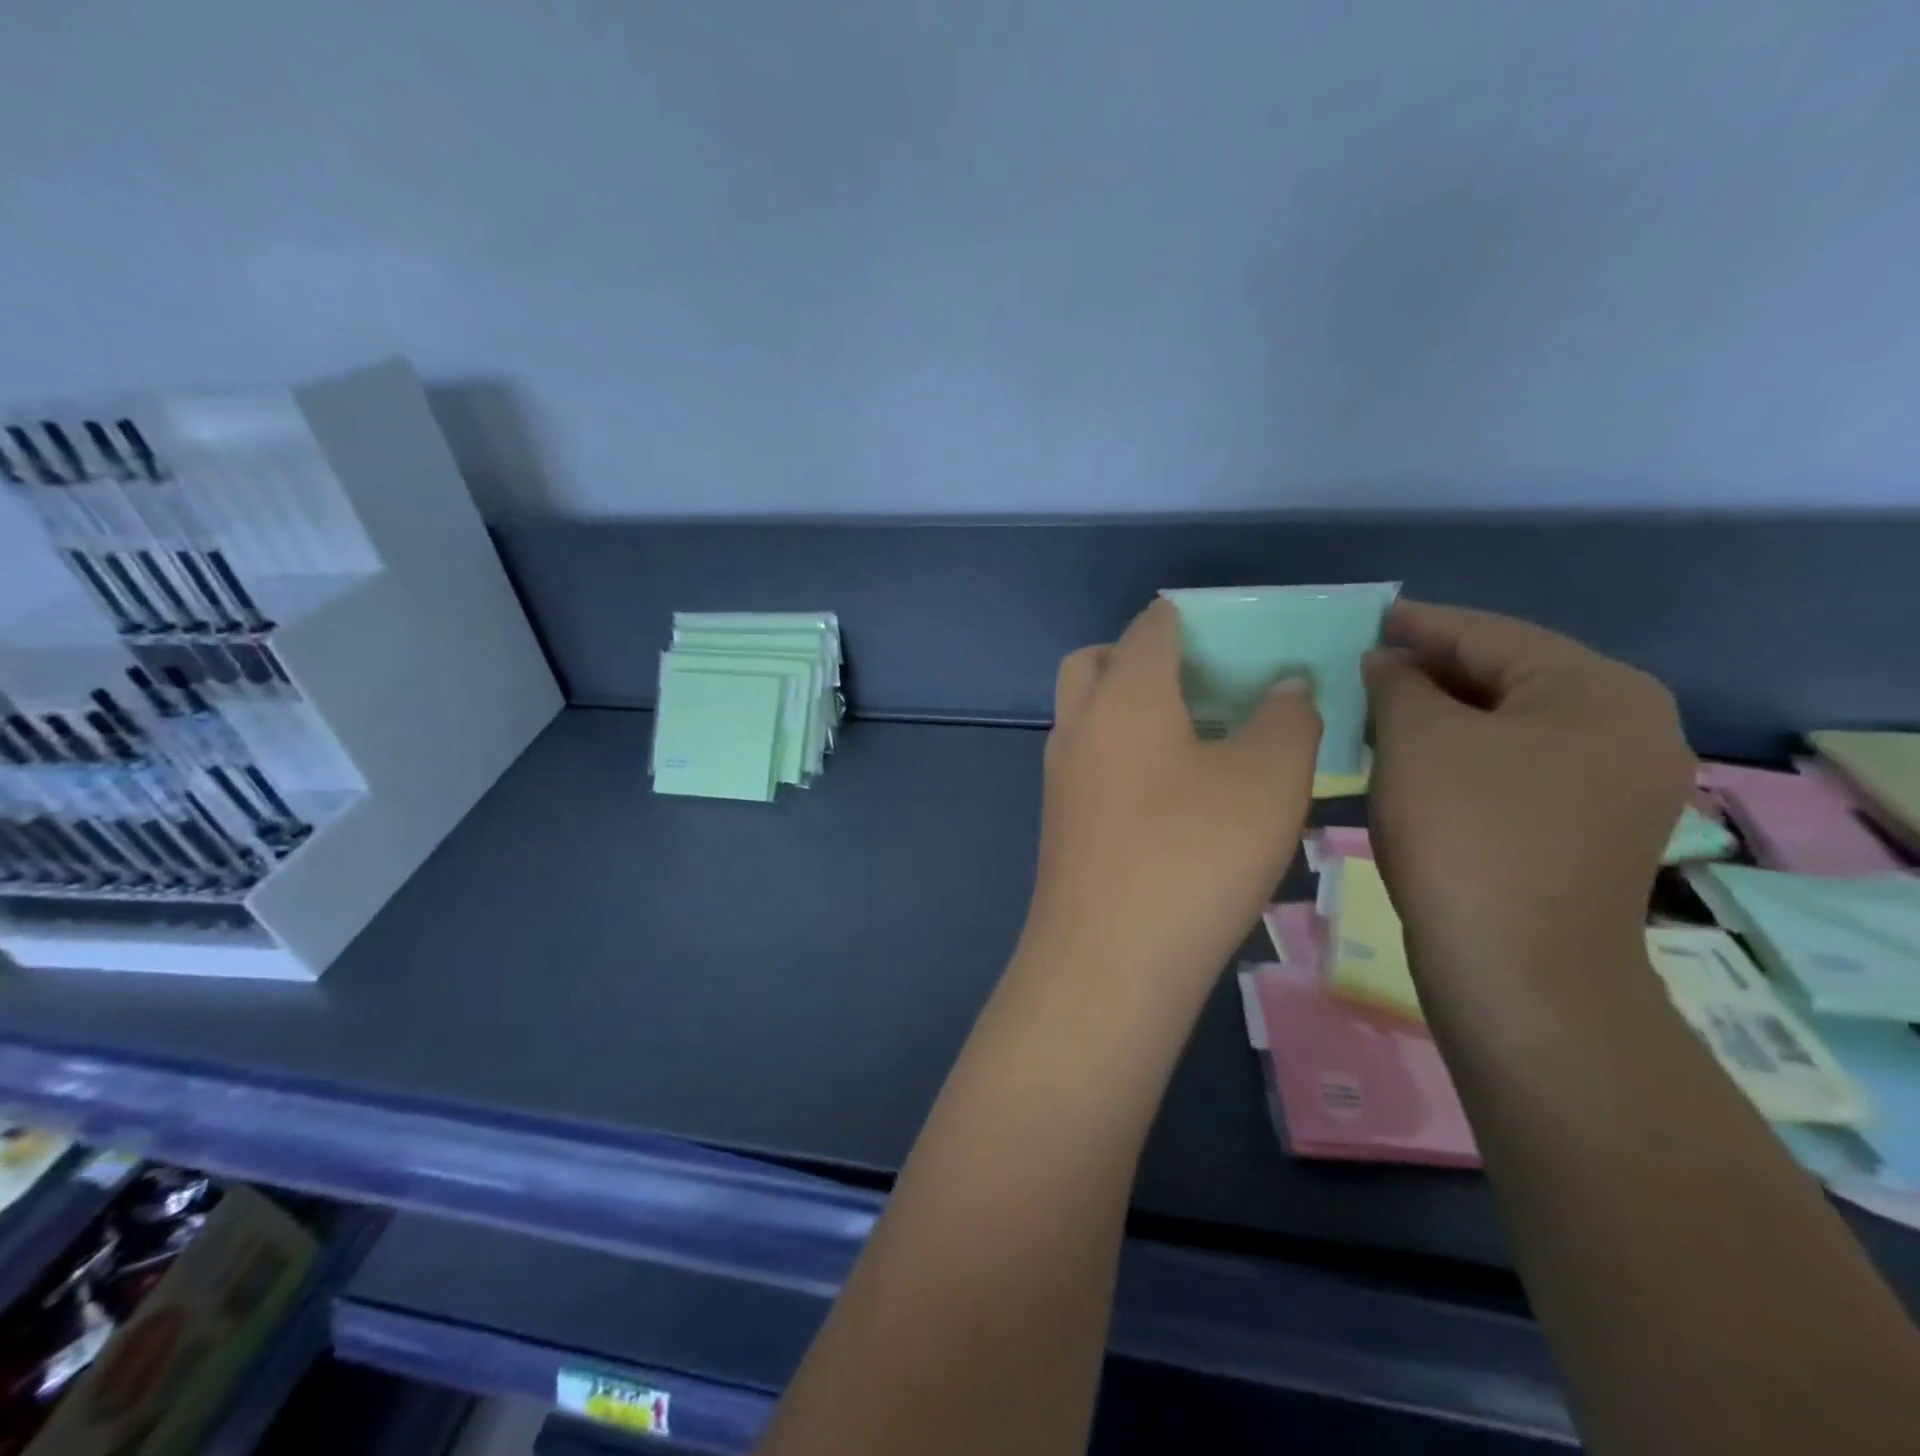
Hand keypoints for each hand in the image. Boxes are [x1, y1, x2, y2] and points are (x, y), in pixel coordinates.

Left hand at [1020, 599, 1321, 993]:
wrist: (1108, 963)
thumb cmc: (1193, 855)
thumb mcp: (1269, 780)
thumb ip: (1287, 718)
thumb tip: (1284, 686)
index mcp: (1124, 694)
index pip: (1151, 625)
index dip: (1194, 617)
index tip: (1239, 636)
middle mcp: (1079, 725)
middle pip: (1097, 662)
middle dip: (1142, 657)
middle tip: (1203, 686)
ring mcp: (1060, 777)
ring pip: (1087, 714)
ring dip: (1129, 708)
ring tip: (1198, 740)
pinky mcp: (1059, 823)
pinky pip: (1089, 762)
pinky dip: (1122, 755)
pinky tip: (1171, 796)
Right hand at [1364, 601, 1692, 979]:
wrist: (1518, 970)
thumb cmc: (1466, 835)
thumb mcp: (1417, 740)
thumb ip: (1398, 682)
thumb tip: (1388, 662)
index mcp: (1599, 691)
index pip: (1494, 635)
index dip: (1423, 625)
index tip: (1371, 618)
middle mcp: (1629, 728)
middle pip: (1512, 677)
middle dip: (1432, 669)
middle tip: (1366, 664)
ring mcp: (1618, 784)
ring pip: (1513, 725)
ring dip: (1444, 713)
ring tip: (1381, 707)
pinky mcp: (1591, 828)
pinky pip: (1520, 764)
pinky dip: (1466, 752)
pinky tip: (1418, 758)